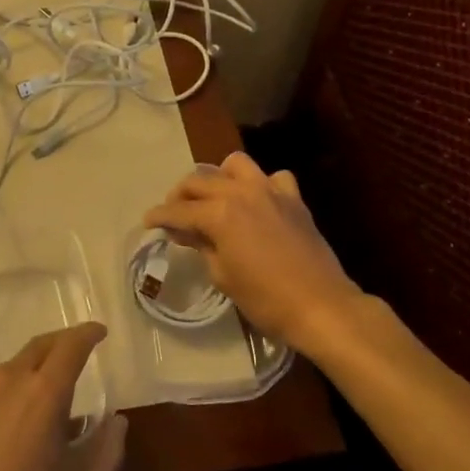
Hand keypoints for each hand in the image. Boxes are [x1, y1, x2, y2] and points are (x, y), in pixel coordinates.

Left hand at [0, 324, 126, 470]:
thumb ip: (107, 449)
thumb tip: (115, 420)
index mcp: (44, 393)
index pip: (72, 345)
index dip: (88, 334)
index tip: (100, 333)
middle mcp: (7, 380)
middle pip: (39, 347)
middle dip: (61, 345)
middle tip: (75, 356)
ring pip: (9, 370)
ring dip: (29, 376)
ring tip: (36, 408)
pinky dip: (0, 398)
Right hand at [143, 152, 368, 356]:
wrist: (321, 306)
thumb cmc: (265, 299)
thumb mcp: (223, 276)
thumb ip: (202, 246)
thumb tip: (185, 231)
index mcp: (220, 213)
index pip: (179, 210)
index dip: (159, 216)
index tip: (148, 221)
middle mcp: (241, 192)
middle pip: (200, 181)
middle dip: (181, 195)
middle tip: (174, 213)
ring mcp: (271, 191)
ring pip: (235, 164)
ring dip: (219, 177)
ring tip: (214, 198)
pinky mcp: (294, 199)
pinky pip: (273, 178)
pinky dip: (261, 185)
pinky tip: (258, 203)